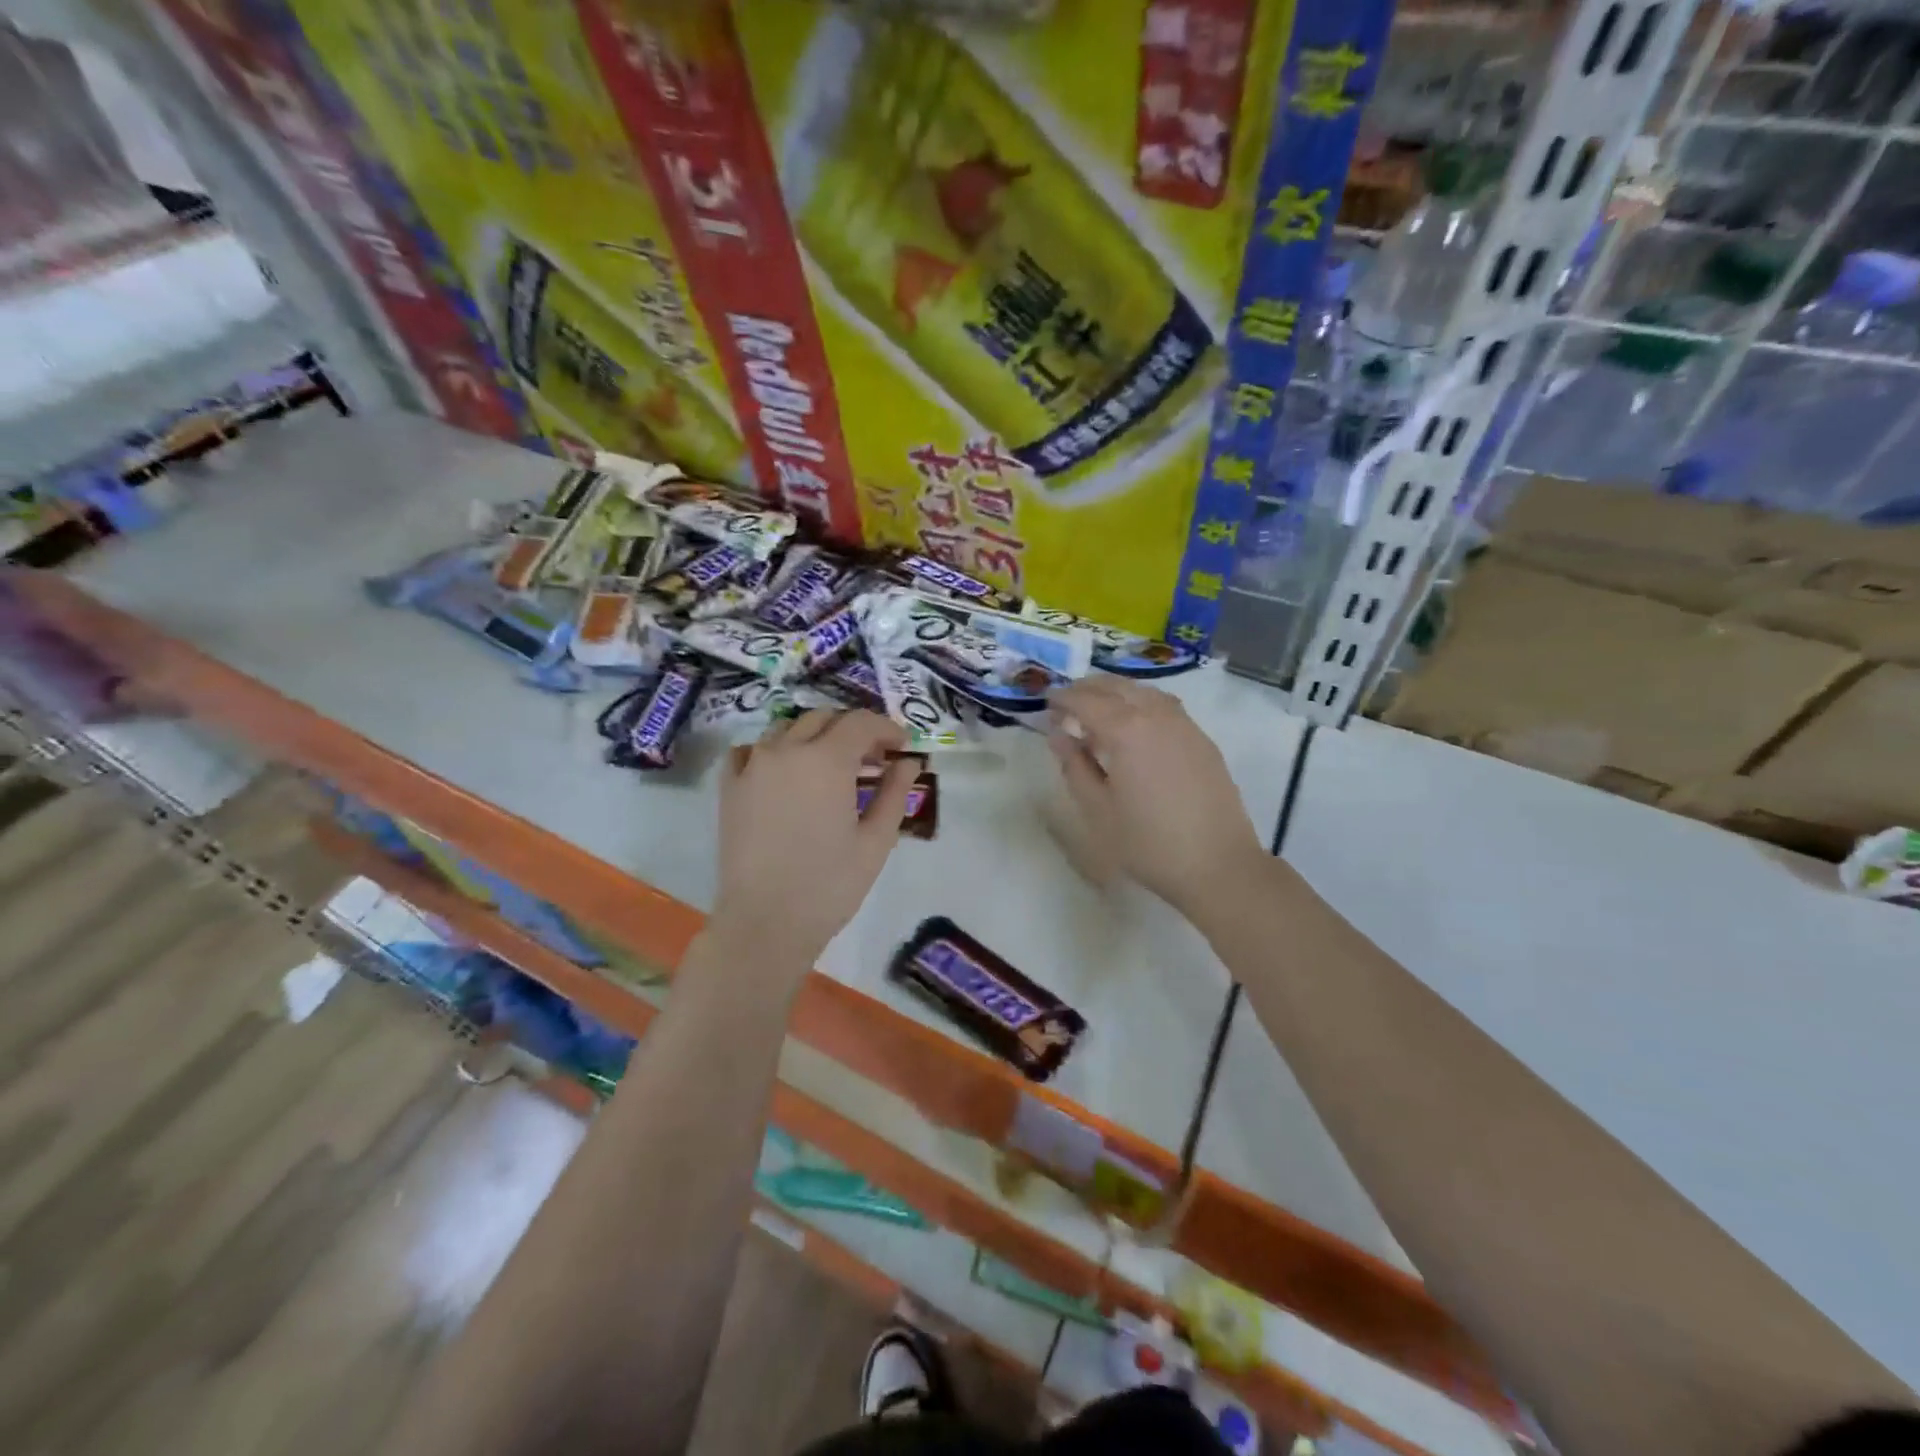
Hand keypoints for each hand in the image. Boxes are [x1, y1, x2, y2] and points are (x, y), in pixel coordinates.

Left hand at [712, 709, 918, 970]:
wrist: (765, 922)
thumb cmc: (830, 885)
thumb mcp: (876, 841)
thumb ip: (895, 793)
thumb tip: (907, 762)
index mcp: (827, 760)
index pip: (861, 723)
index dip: (887, 729)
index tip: (901, 748)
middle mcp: (786, 750)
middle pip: (824, 719)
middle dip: (853, 730)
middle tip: (872, 760)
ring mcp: (752, 765)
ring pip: (787, 728)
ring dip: (814, 736)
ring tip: (830, 765)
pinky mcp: (730, 787)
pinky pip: (749, 750)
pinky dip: (772, 750)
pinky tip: (783, 771)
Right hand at [1047, 678, 1265, 918]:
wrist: (1217, 864)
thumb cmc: (1148, 842)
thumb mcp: (1098, 809)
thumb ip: (1075, 766)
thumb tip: (1058, 735)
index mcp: (1126, 730)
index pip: (1086, 701)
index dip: (1064, 699)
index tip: (1047, 704)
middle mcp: (1156, 716)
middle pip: (1117, 687)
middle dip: (1088, 689)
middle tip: (1068, 702)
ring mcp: (1184, 725)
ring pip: (1144, 692)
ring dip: (1117, 692)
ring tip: (1099, 709)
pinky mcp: (1202, 740)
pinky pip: (1166, 706)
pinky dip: (1142, 703)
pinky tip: (1136, 725)